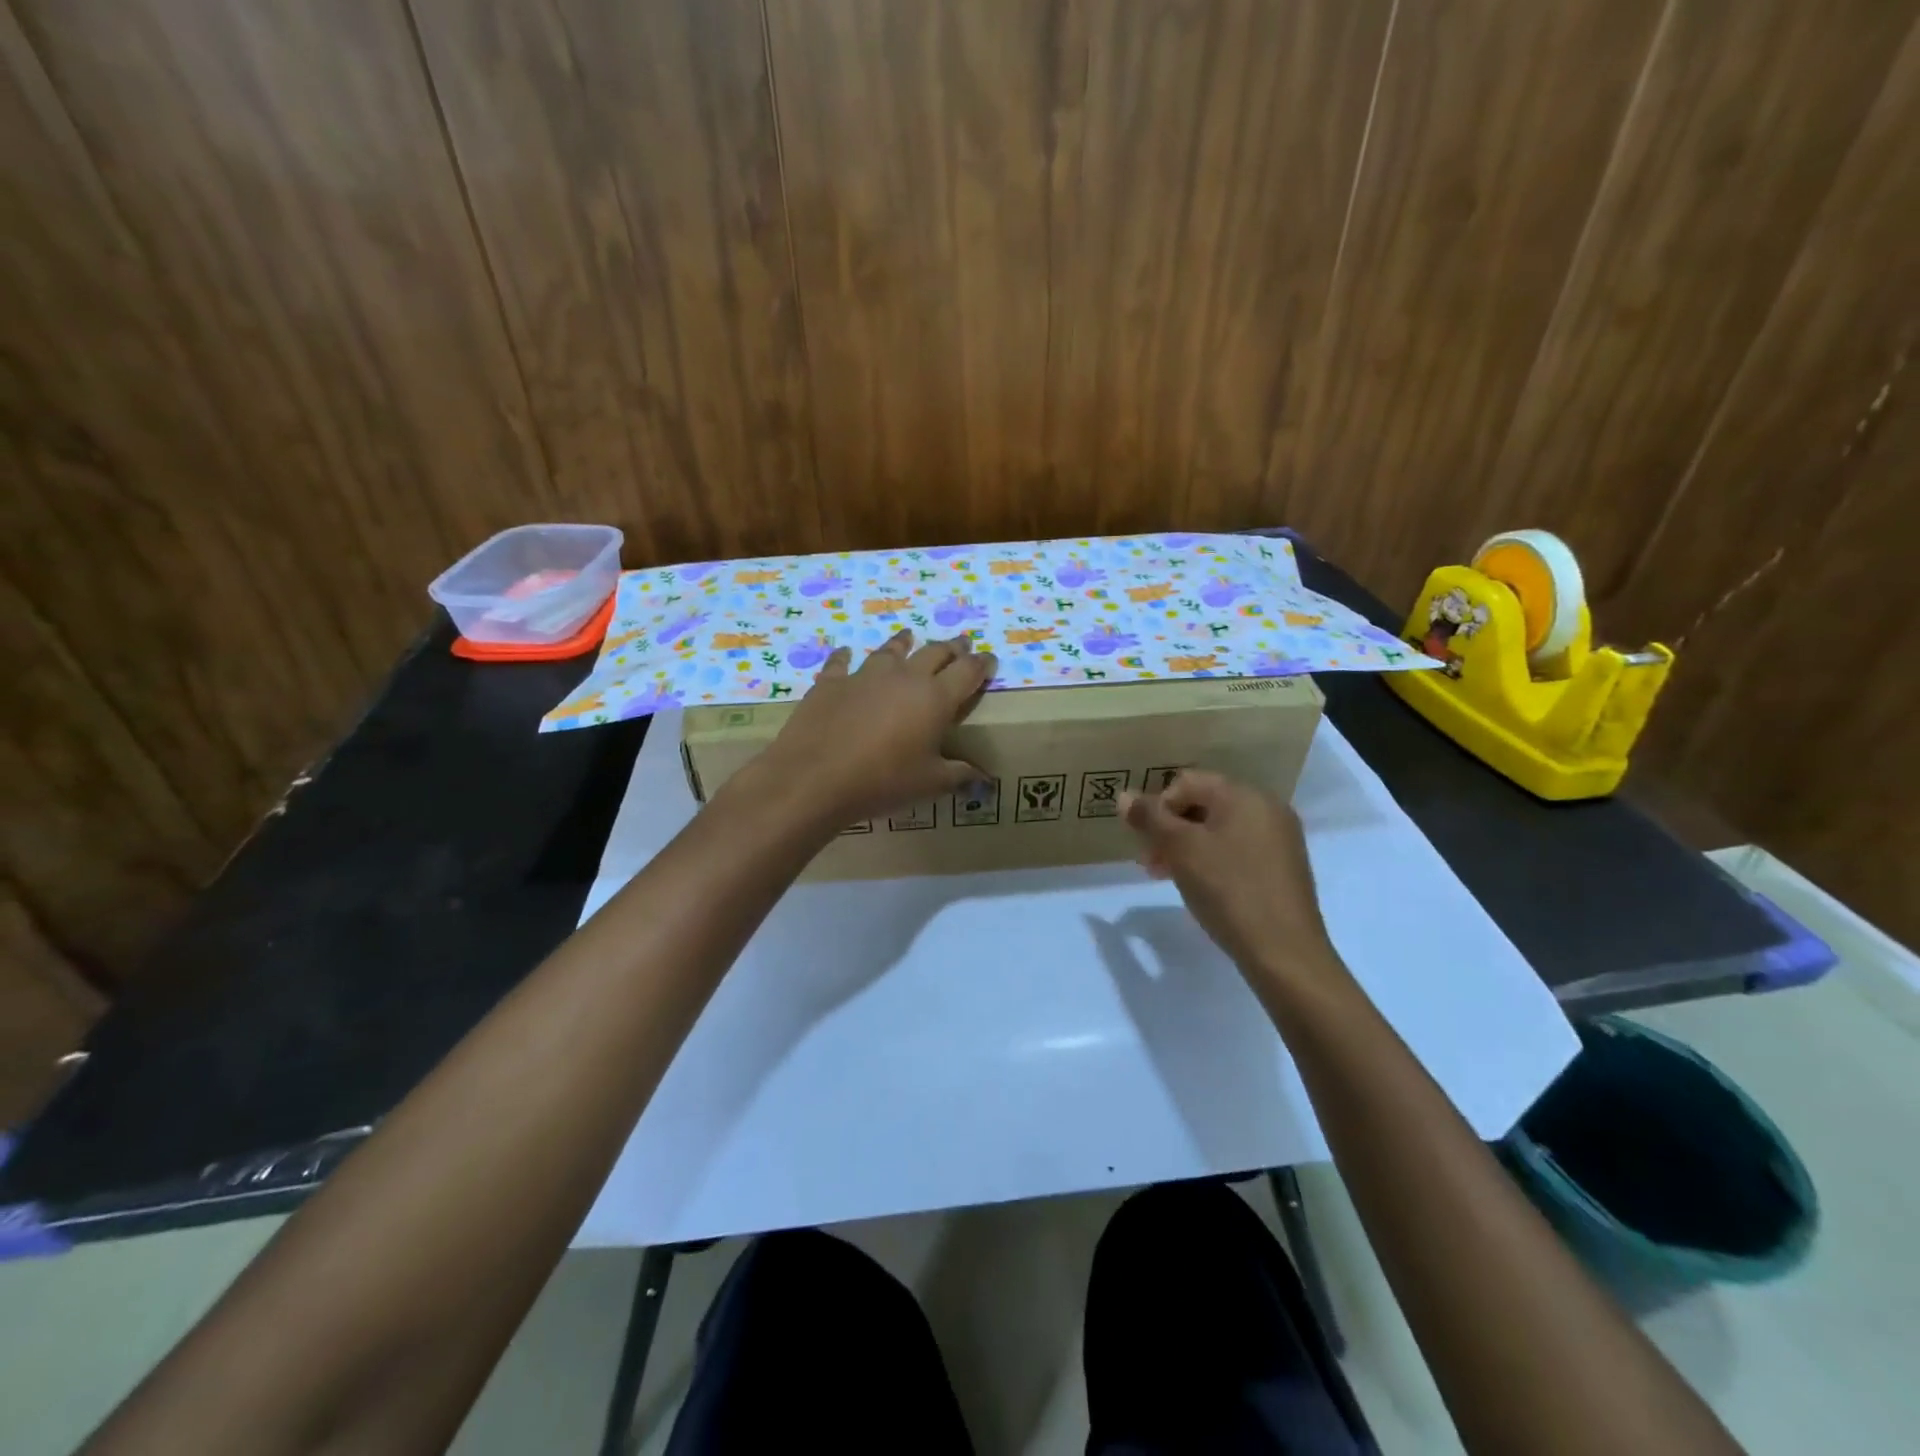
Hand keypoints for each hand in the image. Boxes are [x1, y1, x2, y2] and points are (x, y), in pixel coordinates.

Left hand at [748, 630, 997, 827]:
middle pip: (935, 652)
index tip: (990, 660)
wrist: (816, 777)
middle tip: (961, 645)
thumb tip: (984, 777)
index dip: (982, 664)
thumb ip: (959, 775)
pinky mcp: (832, 682)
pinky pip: (841, 662)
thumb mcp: (929, 784)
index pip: (968, 671)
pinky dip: (846, 657)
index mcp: (936, 698)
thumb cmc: (883, 781)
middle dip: (952, 647)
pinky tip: (845, 653)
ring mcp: (865, 675)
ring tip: (909, 636)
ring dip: (904, 642)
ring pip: (891, 650)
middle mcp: (904, 677)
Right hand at [1118, 770, 1340, 984]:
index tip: (1145, 842)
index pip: (1186, 782)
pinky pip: (1237, 849)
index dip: (1158, 807)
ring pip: (1218, 829)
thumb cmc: (1228, 890)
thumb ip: (1150, 818)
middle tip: (1150, 862)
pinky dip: (1211, 860)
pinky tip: (1200, 886)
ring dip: (1186, 846)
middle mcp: (1267, 807)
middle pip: (1203, 803)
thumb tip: (1124, 796)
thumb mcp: (1180, 849)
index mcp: (1245, 794)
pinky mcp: (1282, 867)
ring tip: (1167, 876)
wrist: (1283, 952)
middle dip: (1170, 828)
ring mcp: (1279, 838)